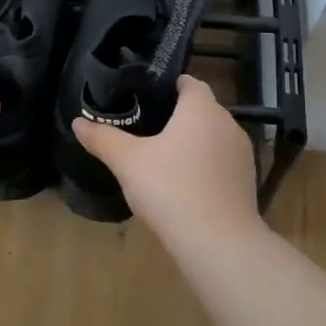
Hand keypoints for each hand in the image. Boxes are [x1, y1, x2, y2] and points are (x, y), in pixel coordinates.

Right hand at [71, 75, 258, 232]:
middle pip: (201, 110)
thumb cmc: (171, 188)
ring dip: (192, 143)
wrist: (218, 242)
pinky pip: (221, 163)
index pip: (188, 82)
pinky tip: (184, 186)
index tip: (144, 98)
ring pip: (212, 137)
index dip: (168, 86)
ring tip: (162, 159)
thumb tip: (78, 122)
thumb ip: (103, 138)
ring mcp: (242, 153)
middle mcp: (227, 123)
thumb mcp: (128, 162)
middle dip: (177, 116)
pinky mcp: (247, 181)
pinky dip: (205, 167)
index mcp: (201, 108)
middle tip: (144, 130)